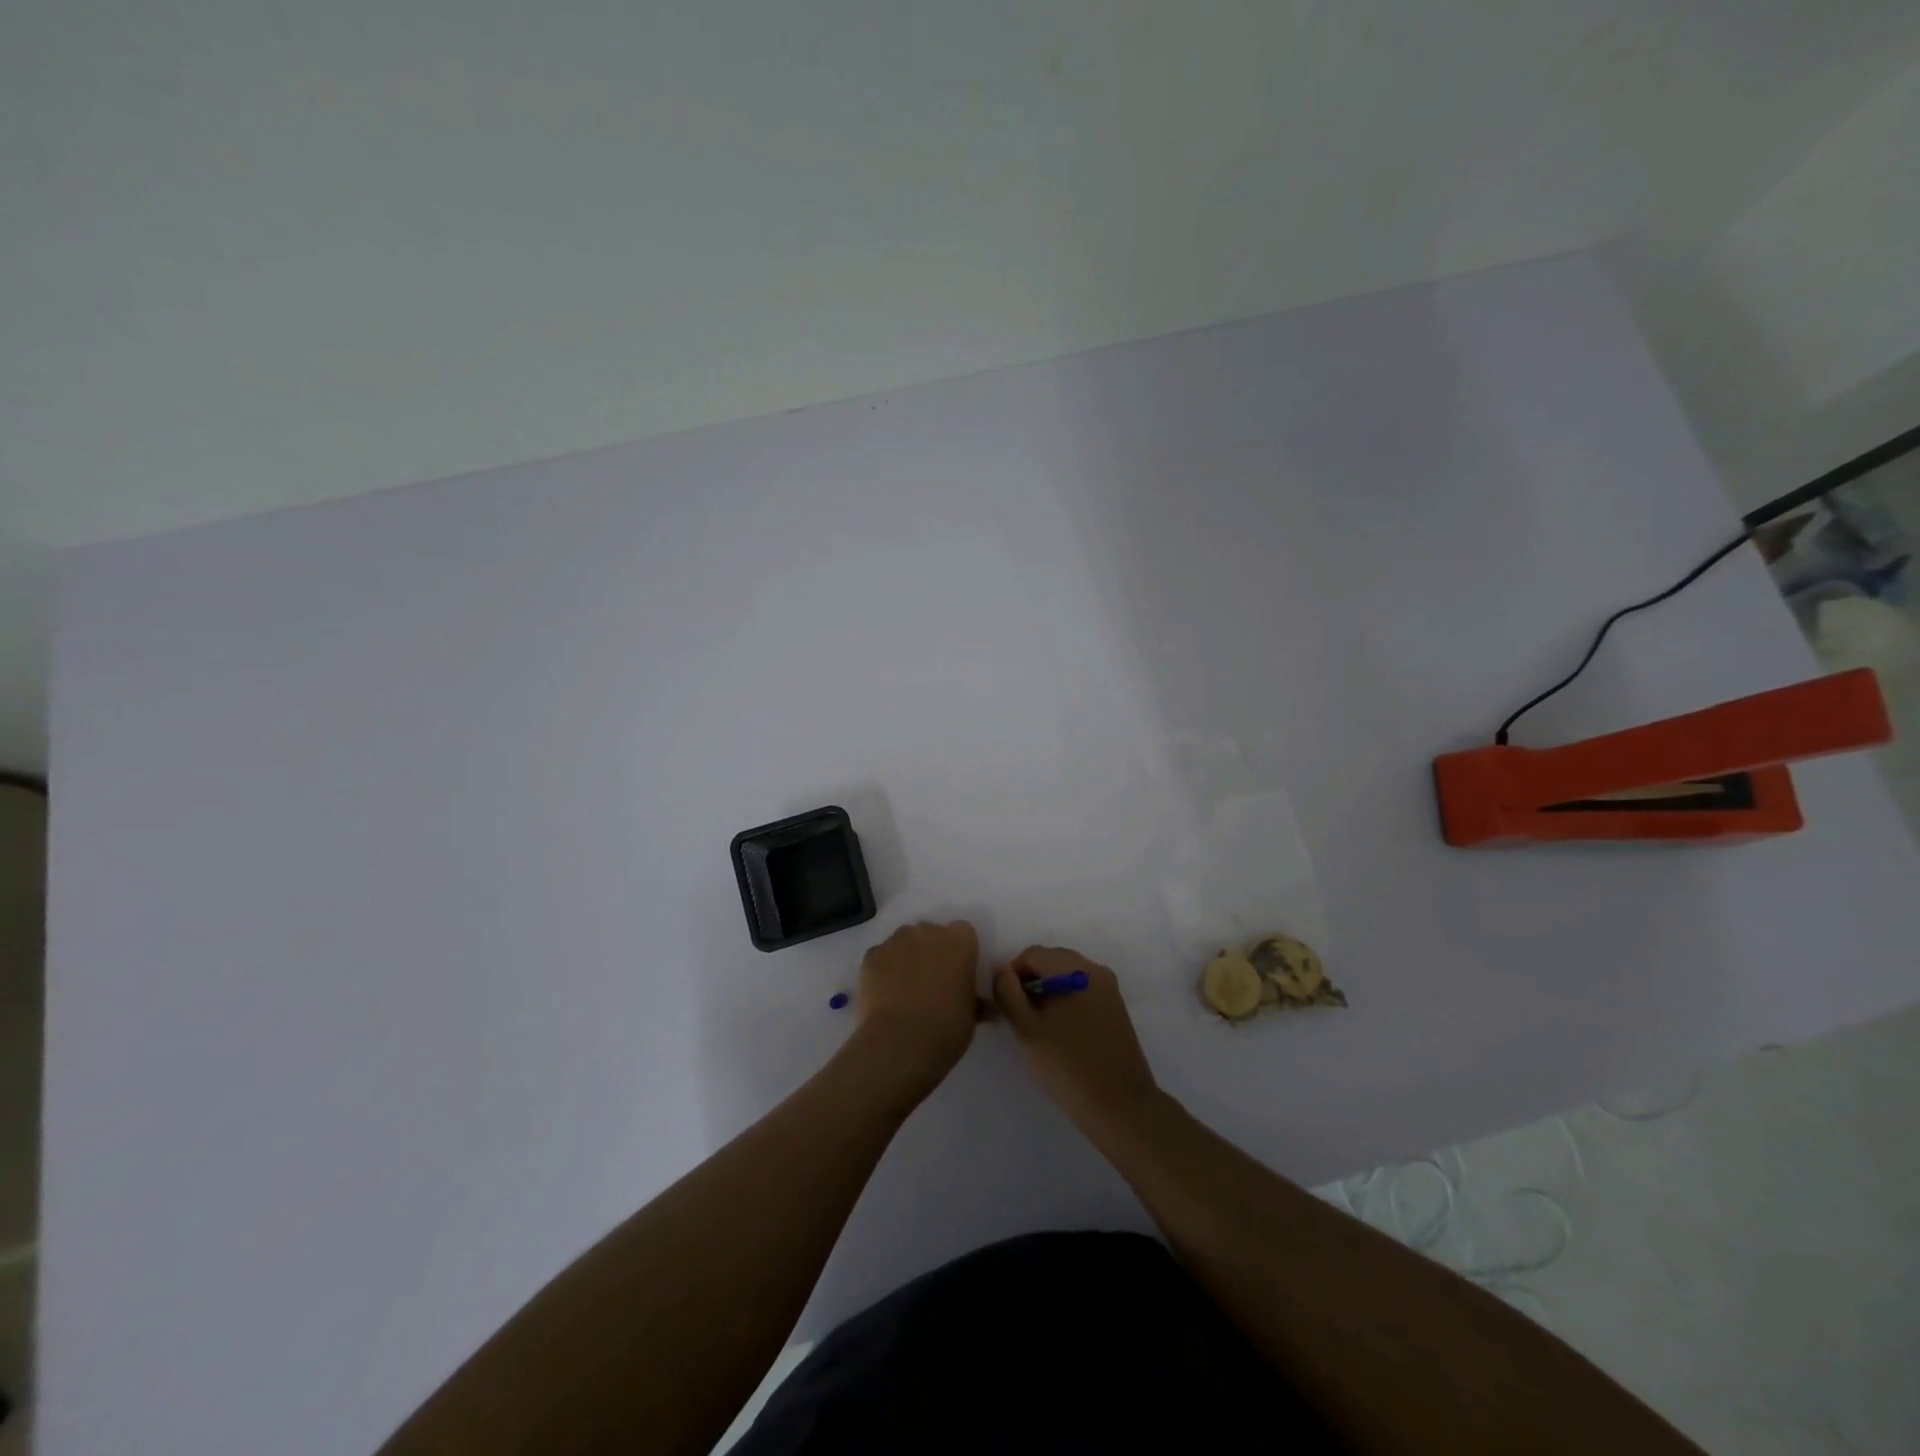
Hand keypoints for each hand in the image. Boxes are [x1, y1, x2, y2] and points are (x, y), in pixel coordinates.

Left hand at [849, 920, 982, 1100]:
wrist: (902, 1041)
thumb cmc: (947, 1027)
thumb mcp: (971, 1015)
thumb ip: (975, 1001)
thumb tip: (984, 1008)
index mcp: (959, 941)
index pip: (962, 932)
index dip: (959, 951)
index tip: (956, 971)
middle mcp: (928, 931)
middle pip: (930, 933)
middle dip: (930, 951)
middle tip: (930, 981)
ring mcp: (896, 941)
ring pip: (903, 942)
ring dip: (905, 957)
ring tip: (904, 989)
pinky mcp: (872, 955)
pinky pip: (880, 956)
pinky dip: (883, 969)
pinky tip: (885, 994)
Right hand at [992, 946, 1158, 1129]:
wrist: (1120, 1106)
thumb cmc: (1067, 1065)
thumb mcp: (1026, 1028)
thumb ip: (1007, 992)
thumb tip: (1000, 968)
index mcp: (1075, 969)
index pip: (1032, 954)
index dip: (1011, 975)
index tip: (1005, 1006)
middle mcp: (1096, 970)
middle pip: (1051, 961)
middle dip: (1030, 981)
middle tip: (1018, 1016)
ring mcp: (1109, 989)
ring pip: (1067, 977)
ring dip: (1047, 992)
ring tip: (1037, 1026)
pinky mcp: (1116, 1009)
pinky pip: (1082, 991)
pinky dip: (1065, 1001)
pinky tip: (1059, 1032)